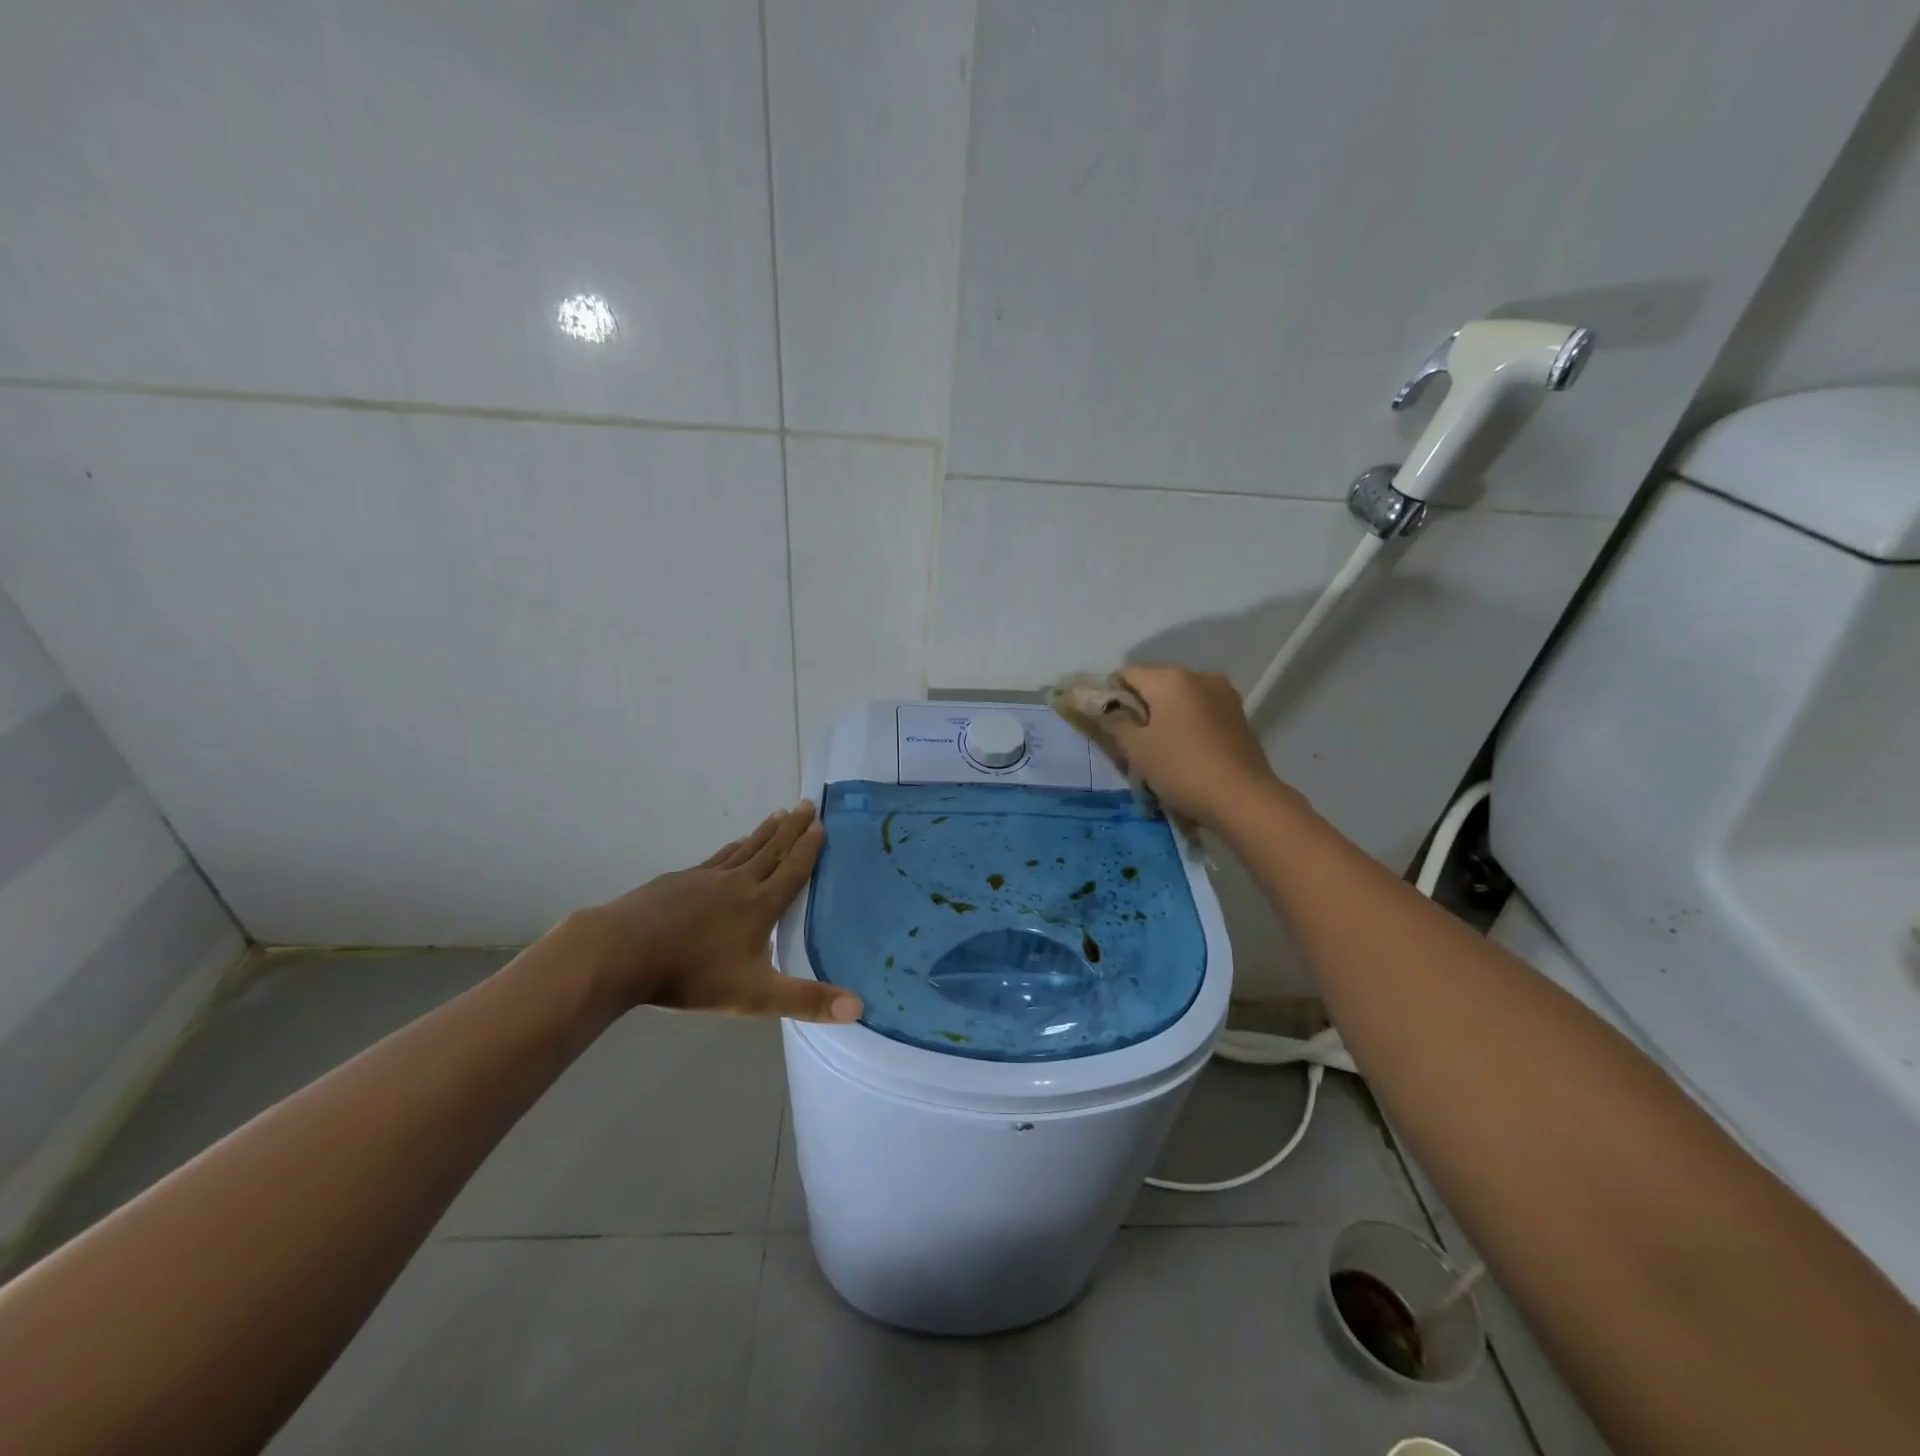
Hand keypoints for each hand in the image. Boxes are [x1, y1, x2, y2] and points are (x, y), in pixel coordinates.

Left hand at [565, 803, 861, 1023]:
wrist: (622, 952)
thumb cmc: (692, 974)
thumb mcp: (755, 995)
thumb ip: (805, 1001)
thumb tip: (858, 1007)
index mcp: (760, 905)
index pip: (793, 871)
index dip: (809, 848)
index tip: (822, 824)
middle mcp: (737, 883)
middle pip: (772, 850)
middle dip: (792, 828)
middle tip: (807, 804)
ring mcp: (704, 878)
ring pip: (744, 849)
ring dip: (765, 832)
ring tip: (778, 814)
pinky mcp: (677, 881)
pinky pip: (716, 858)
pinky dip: (732, 848)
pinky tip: (732, 846)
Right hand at [1101, 665, 1291, 829]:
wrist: (1242, 797)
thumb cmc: (1181, 768)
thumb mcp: (1137, 749)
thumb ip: (1117, 724)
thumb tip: (1109, 711)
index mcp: (1170, 679)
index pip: (1129, 673)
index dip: (1113, 692)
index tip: (1108, 719)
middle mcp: (1199, 676)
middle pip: (1158, 681)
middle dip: (1142, 702)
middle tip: (1131, 734)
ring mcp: (1224, 694)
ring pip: (1183, 695)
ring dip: (1167, 711)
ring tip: (1160, 742)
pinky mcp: (1239, 714)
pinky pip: (1202, 708)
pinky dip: (1189, 720)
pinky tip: (1185, 746)